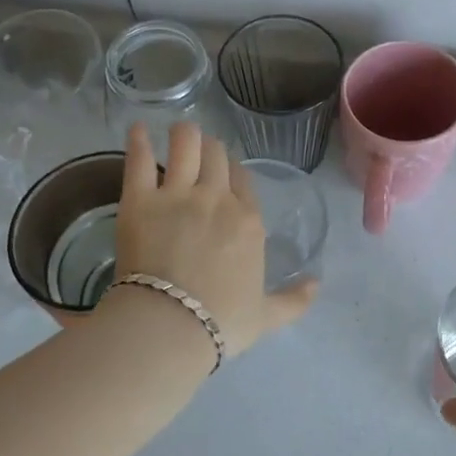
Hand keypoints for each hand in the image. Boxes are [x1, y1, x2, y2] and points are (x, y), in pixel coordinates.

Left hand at [110, 121, 317, 358]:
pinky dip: (139, 140)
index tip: (223, 171)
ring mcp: (178, 195)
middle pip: (216, 154)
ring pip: (185, 145)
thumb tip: (317, 284)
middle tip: (199, 150)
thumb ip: (294, 300)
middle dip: (209, 147)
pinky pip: (140, 159)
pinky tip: (138, 129)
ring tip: (177, 132)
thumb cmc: (221, 322)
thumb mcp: (265, 316)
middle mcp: (217, 198)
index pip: (242, 178)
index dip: (232, 170)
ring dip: (184, 134)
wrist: (171, 327)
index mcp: (248, 220)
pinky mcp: (140, 200)